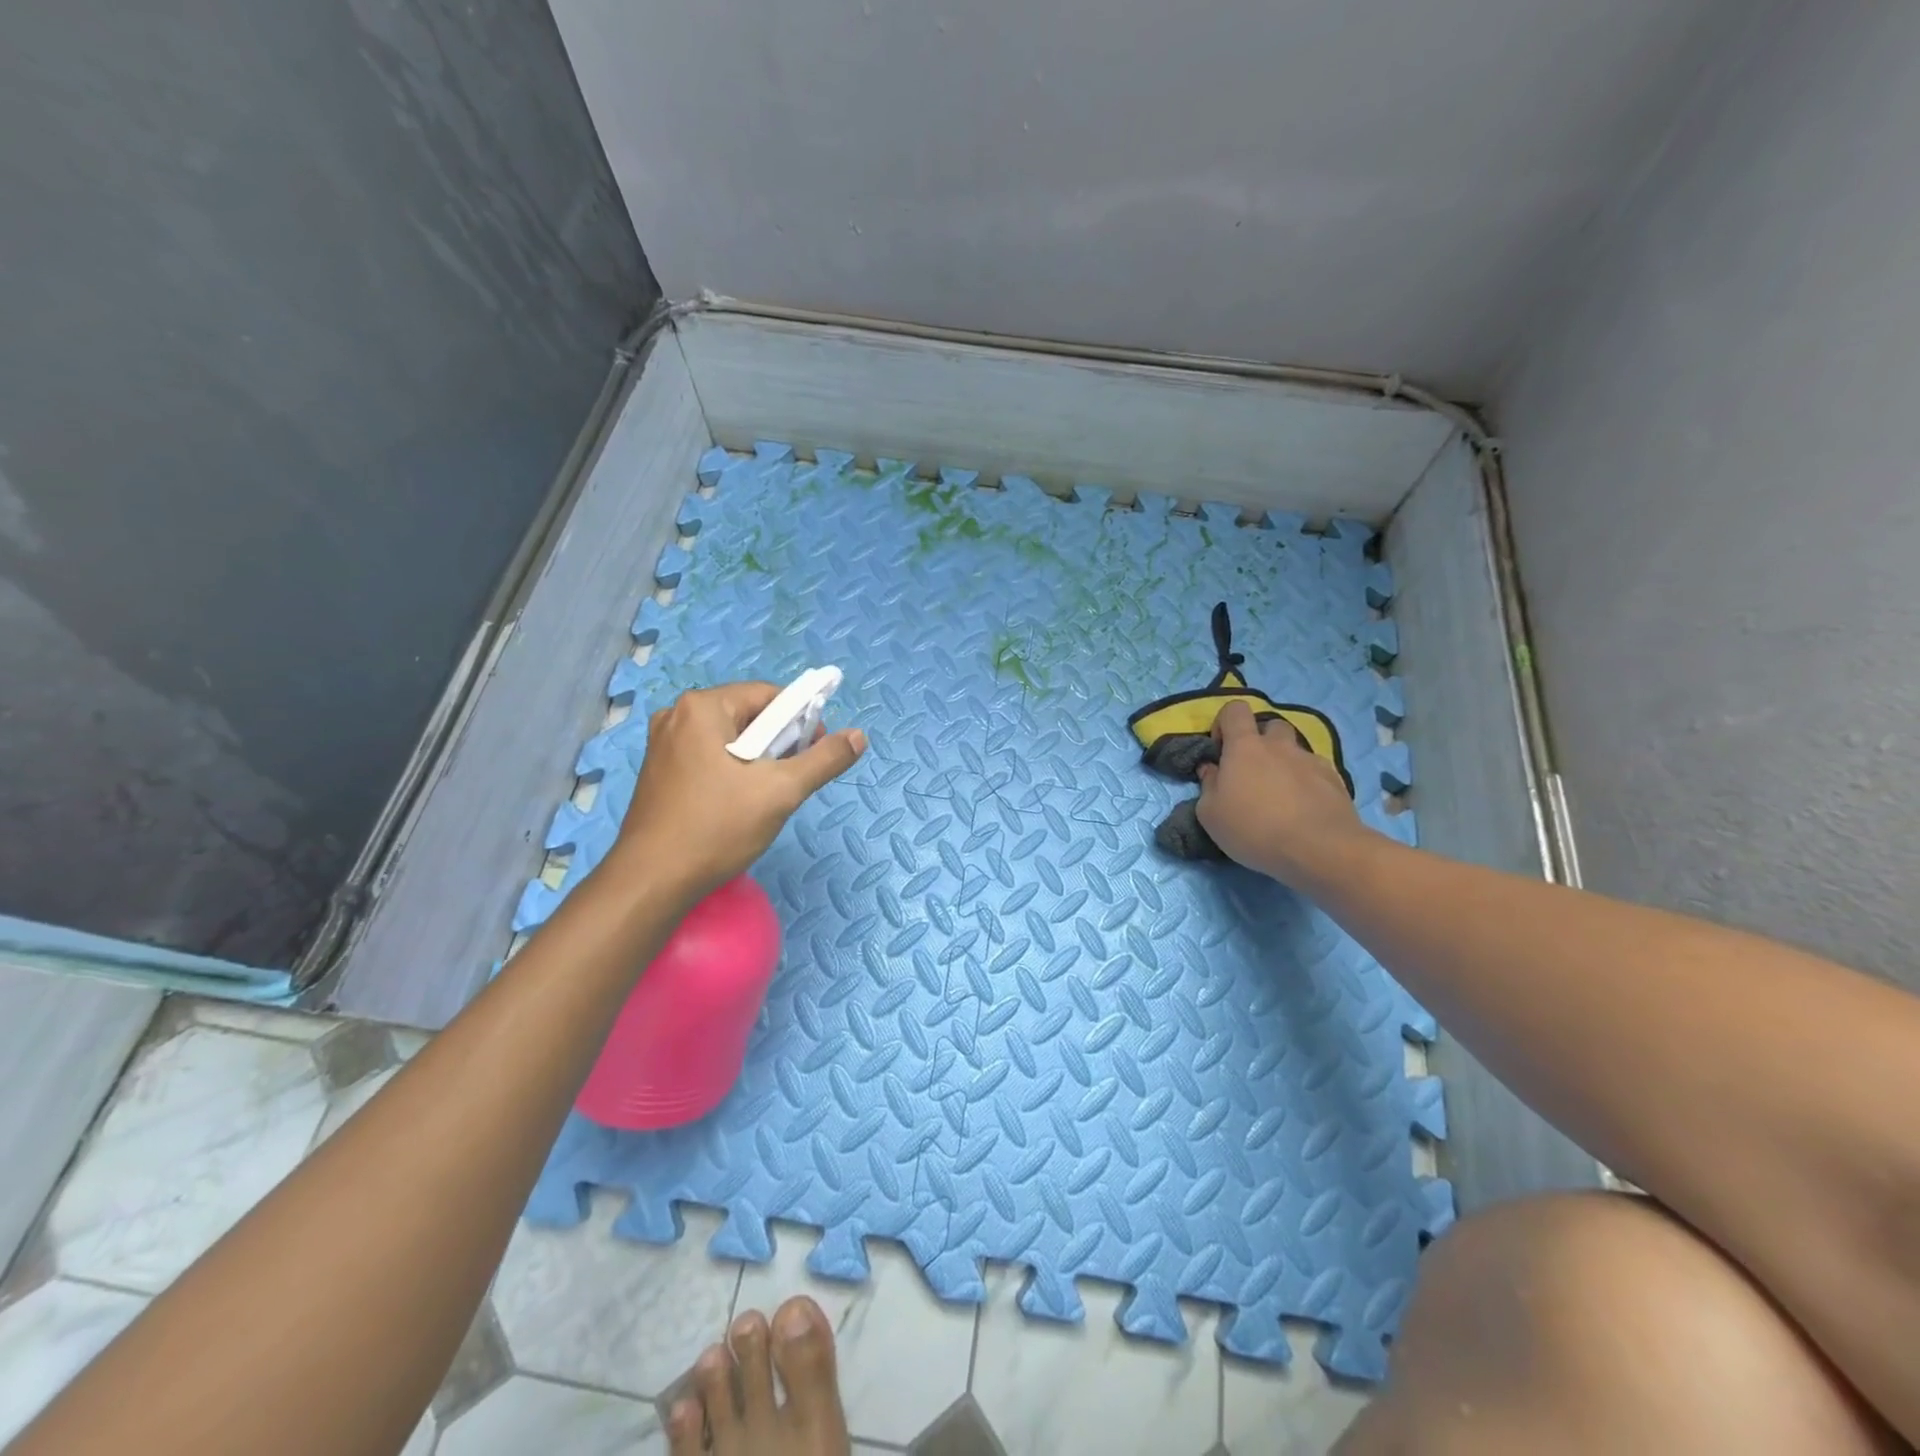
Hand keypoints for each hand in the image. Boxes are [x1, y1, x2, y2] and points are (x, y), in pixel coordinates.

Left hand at [611, 682, 866, 900]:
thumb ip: (824, 759)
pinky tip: (737, 804)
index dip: (800, 720)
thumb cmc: (717, 828)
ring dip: (757, 761)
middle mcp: (676, 716)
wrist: (651, 882)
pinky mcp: (659, 772)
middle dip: (778, 743)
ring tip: (766, 796)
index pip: (769, 695)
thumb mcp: (781, 791)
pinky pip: (708, 757)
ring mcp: (662, 744)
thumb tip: (859, 736)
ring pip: (730, 739)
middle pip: (748, 715)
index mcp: (702, 707)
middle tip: (791, 780)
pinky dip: (732, 772)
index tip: (813, 753)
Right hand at [1196, 700, 1368, 884]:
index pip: (1235, 710)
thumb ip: (1208, 785)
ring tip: (1282, 796)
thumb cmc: (1254, 829)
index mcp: (1245, 747)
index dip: (1225, 723)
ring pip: (1296, 750)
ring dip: (1286, 764)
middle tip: (1254, 773)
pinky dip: (1308, 783)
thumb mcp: (1210, 814)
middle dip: (1262, 742)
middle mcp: (1280, 745)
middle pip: (1271, 726)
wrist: (1319, 849)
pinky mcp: (1336, 780)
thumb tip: (1211, 768)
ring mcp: (1311, 760)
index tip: (1221, 750)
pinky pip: (1317, 771)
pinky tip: (1305, 809)